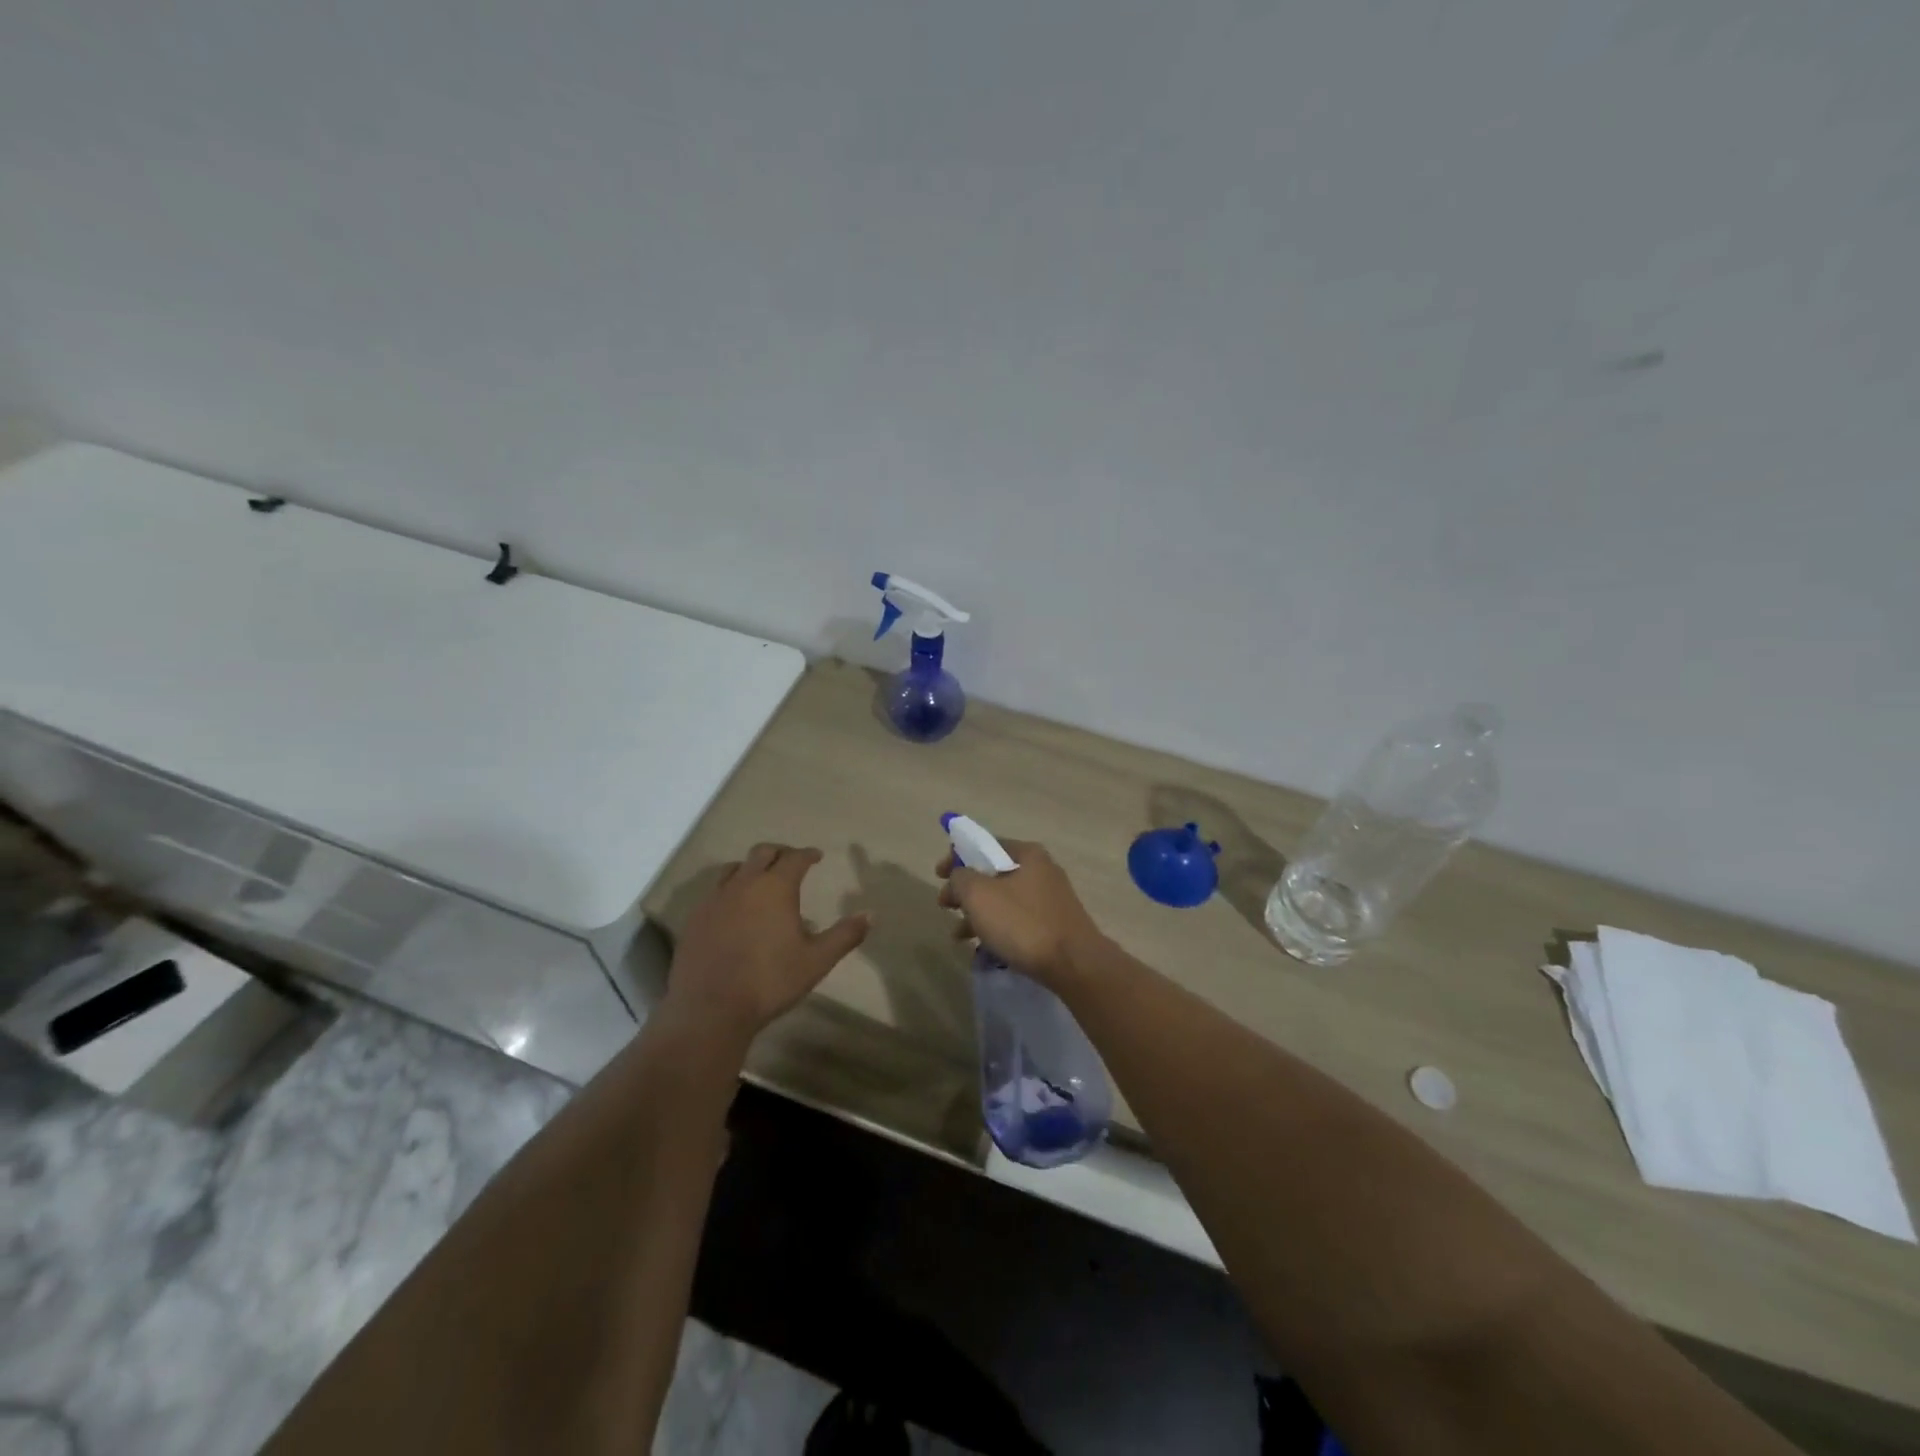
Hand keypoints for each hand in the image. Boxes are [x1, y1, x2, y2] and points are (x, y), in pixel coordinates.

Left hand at [665, 844, 870, 1045]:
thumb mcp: (816, 961)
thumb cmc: (770, 981)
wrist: (711, 1008)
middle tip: (790, 861)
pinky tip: (733, 909)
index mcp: (775, 887)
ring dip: (750, 868)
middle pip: (762, 853)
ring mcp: (715, 899)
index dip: (808, 854)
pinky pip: (714, 891)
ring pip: (733, 869)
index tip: (816, 856)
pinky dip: (729, 890)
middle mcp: (743, 883)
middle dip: (780, 852)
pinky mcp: (695, 918)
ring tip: (759, 880)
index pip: (795, 858)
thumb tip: (870, 915)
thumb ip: (844, 935)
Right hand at [936, 838, 1107, 988]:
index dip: (957, 856)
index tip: (938, 875)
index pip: (984, 844)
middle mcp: (1042, 870)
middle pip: (993, 873)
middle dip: (965, 890)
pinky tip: (984, 949)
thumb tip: (958, 876)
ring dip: (978, 914)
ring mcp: (1050, 899)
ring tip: (959, 935)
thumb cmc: (1023, 923)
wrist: (1074, 964)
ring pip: (1004, 900)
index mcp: (1027, 854)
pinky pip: (1017, 920)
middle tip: (945, 906)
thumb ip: (960, 877)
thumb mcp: (979, 895)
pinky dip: (998, 929)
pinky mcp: (1054, 925)